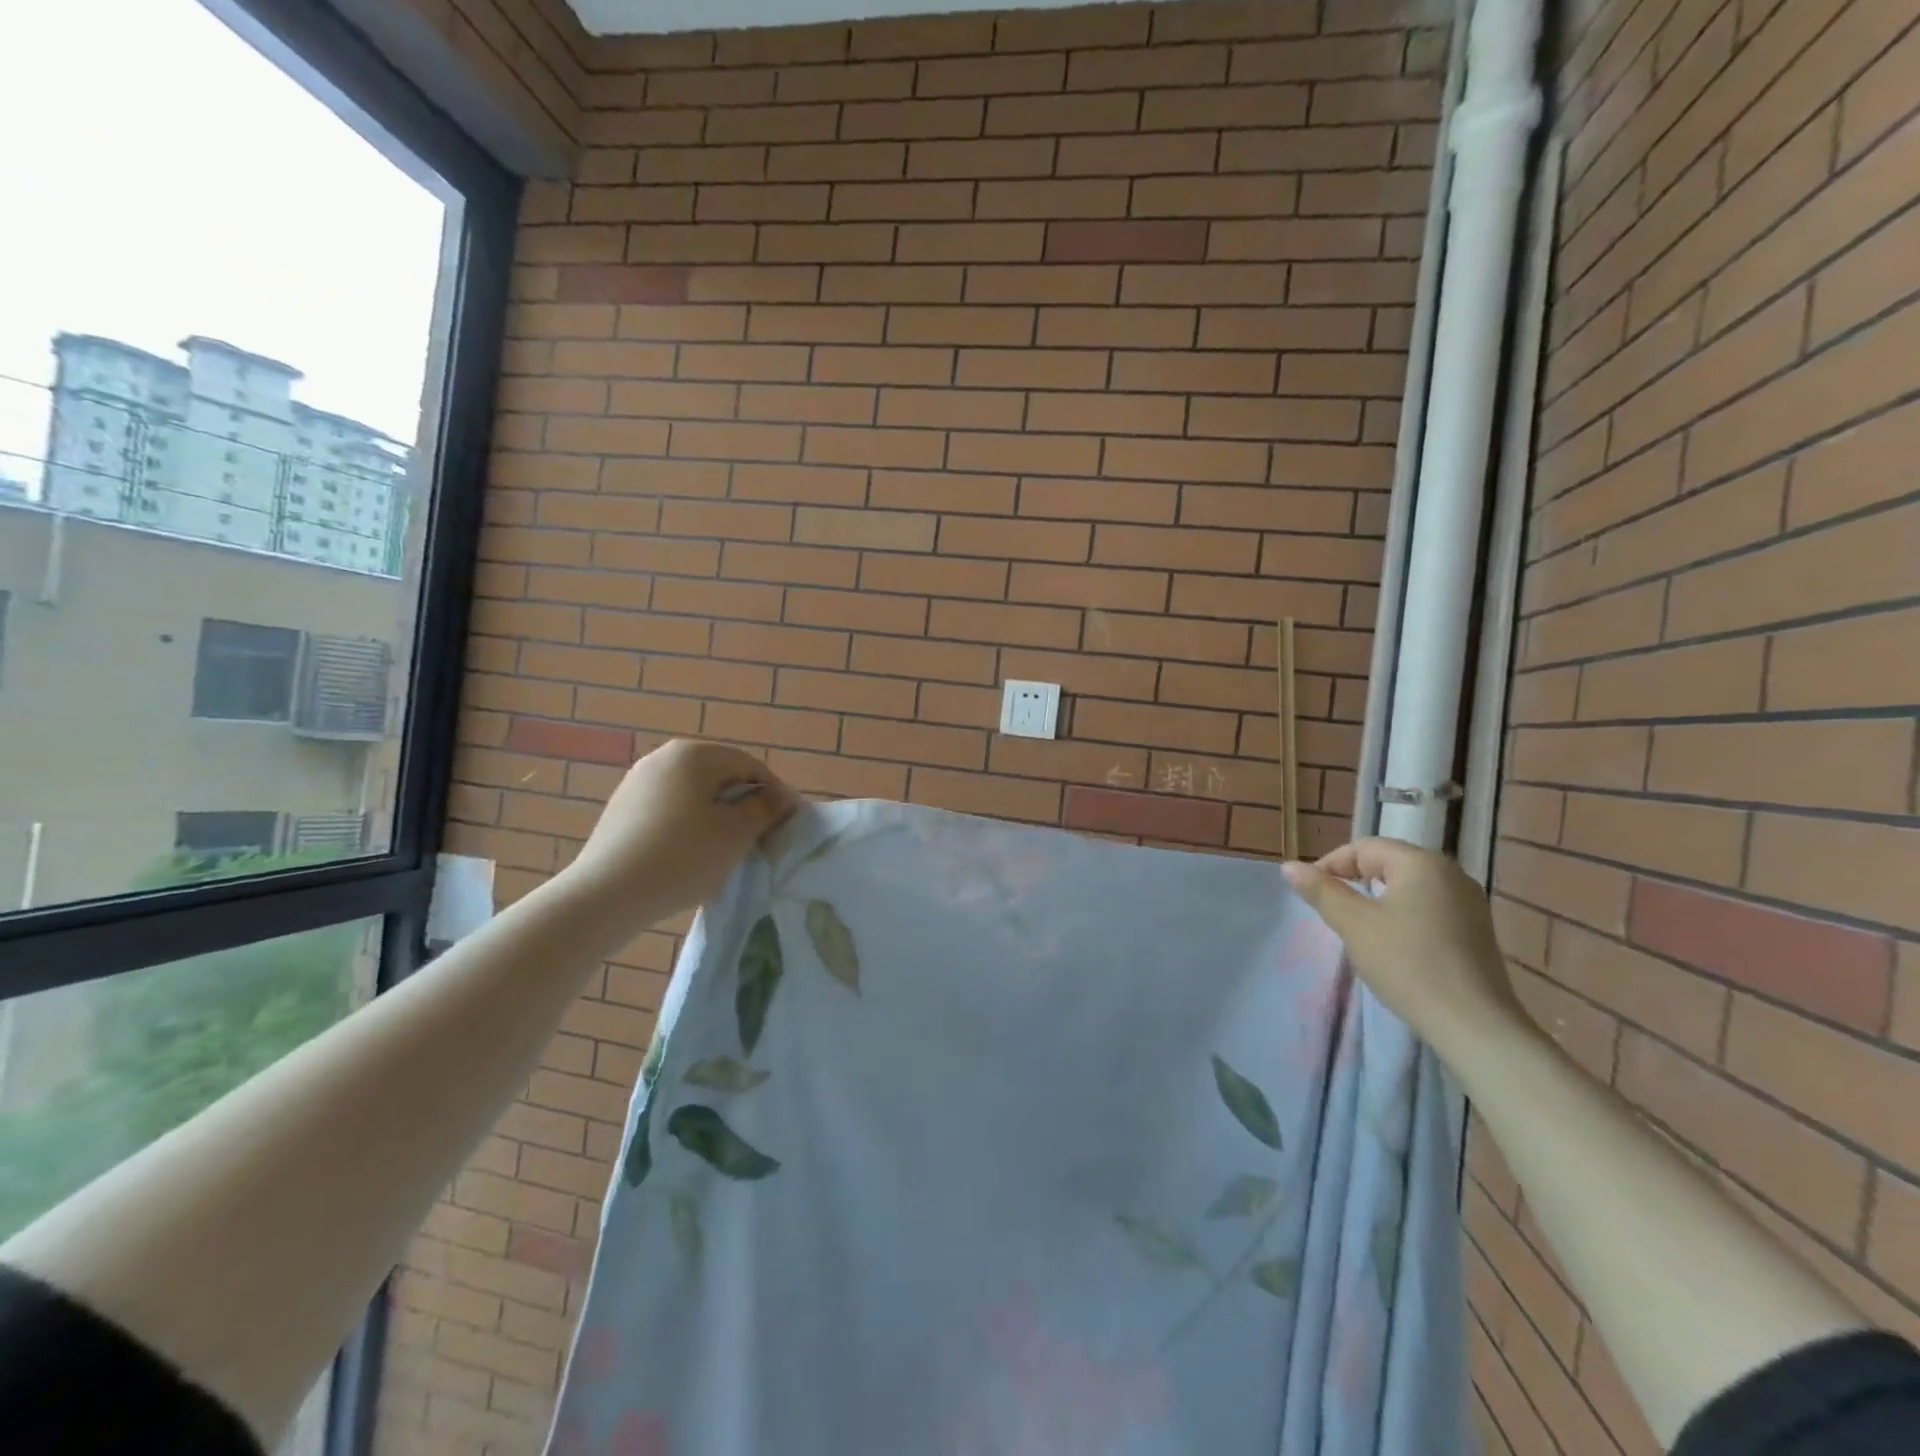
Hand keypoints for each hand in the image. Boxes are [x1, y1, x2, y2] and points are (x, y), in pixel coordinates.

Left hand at [560, 739, 798, 930]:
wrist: (605, 895)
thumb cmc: (682, 856)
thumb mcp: (736, 833)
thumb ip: (766, 808)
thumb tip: (782, 796)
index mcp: (693, 754)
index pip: (750, 766)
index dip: (775, 794)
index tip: (788, 825)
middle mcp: (663, 758)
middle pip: (721, 778)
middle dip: (745, 806)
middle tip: (760, 839)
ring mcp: (637, 783)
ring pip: (695, 796)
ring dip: (718, 818)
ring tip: (728, 852)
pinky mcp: (622, 810)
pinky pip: (670, 811)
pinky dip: (690, 828)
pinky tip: (691, 858)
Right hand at [1282, 838, 1531, 1057]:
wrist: (1474, 1026)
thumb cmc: (1407, 964)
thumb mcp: (1353, 924)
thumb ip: (1321, 890)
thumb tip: (1290, 866)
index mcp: (1421, 863)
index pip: (1364, 848)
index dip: (1330, 865)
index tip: (1311, 894)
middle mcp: (1451, 873)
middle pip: (1388, 863)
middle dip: (1354, 881)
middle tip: (1331, 910)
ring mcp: (1469, 903)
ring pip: (1408, 886)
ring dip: (1377, 899)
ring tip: (1358, 927)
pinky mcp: (1476, 930)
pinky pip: (1428, 907)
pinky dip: (1403, 915)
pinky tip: (1394, 944)